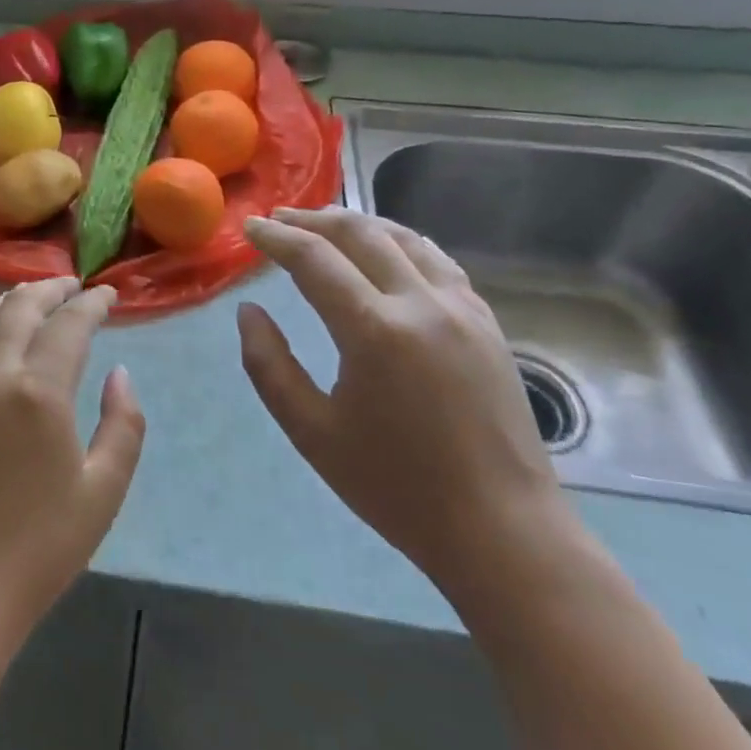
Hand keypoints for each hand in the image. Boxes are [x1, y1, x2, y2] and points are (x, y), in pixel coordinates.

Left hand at [0, 278, 145, 665]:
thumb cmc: (40, 547)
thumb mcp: (103, 491)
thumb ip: (122, 424)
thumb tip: (119, 373)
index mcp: (39, 391)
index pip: (69, 325)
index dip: (92, 304)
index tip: (108, 296)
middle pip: (19, 309)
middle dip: (49, 290)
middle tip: (70, 287)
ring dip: (5, 303)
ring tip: (25, 300)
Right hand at [238, 209, 567, 590]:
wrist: (501, 530)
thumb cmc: (396, 487)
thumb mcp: (311, 432)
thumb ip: (268, 365)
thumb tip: (249, 311)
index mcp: (374, 331)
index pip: (314, 259)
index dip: (276, 238)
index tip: (249, 229)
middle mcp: (421, 303)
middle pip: (359, 233)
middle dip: (312, 220)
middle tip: (278, 220)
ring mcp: (463, 308)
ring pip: (403, 237)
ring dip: (357, 223)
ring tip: (324, 225)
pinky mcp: (487, 321)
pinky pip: (437, 259)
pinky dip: (400, 241)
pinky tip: (385, 250)